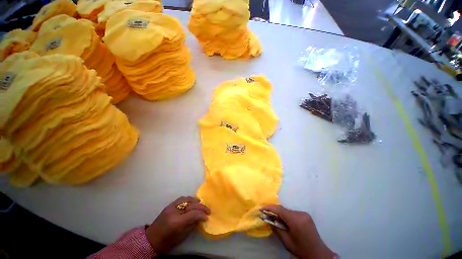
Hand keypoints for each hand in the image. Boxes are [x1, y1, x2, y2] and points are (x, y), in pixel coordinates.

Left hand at [145, 196, 209, 254]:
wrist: (151, 239)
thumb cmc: (166, 242)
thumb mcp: (181, 237)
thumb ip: (192, 225)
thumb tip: (200, 218)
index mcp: (176, 222)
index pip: (193, 214)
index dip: (202, 214)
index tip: (207, 217)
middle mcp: (174, 211)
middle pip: (192, 205)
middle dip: (202, 207)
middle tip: (208, 211)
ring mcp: (171, 206)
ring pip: (187, 199)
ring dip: (196, 202)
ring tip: (201, 206)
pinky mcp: (170, 205)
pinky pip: (182, 198)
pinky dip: (189, 200)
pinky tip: (192, 203)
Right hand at [261, 205, 335, 258]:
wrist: (318, 253)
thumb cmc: (301, 249)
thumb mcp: (286, 241)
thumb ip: (276, 228)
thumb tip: (268, 219)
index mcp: (296, 220)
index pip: (280, 210)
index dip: (269, 208)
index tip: (261, 208)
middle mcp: (300, 214)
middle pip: (283, 209)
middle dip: (274, 211)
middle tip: (266, 214)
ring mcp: (304, 213)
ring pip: (288, 210)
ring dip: (281, 213)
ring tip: (274, 218)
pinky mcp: (306, 215)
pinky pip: (292, 213)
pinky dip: (286, 215)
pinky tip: (284, 221)